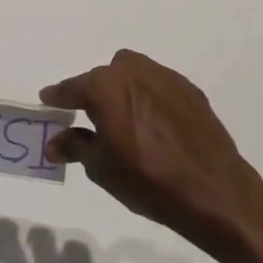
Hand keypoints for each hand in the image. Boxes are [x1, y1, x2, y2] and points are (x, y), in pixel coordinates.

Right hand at [42, 50, 262, 249]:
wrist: (214, 191)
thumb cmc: (147, 179)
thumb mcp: (101, 168)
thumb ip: (74, 146)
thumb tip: (53, 143)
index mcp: (105, 86)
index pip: (72, 87)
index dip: (58, 96)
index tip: (48, 101)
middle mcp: (133, 71)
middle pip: (103, 76)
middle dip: (93, 93)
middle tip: (90, 118)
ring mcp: (165, 78)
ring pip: (133, 74)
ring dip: (122, 90)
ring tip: (123, 120)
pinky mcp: (190, 91)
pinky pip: (158, 86)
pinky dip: (149, 98)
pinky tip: (153, 126)